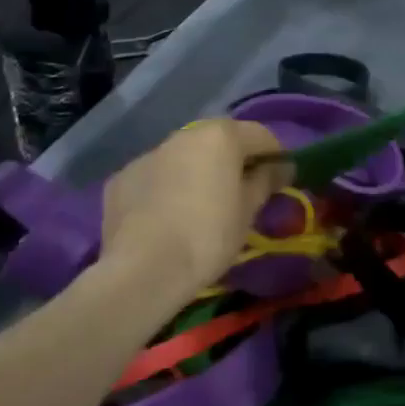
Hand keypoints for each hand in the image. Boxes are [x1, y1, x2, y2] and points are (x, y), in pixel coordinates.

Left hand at [100, 119, 290, 294]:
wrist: (143, 270)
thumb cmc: (208, 236)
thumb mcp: (248, 211)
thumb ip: (266, 181)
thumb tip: (280, 167)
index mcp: (220, 136)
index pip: (261, 135)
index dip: (276, 155)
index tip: (282, 178)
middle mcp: (184, 135)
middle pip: (219, 140)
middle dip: (234, 160)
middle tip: (244, 191)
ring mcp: (148, 155)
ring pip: (184, 157)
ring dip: (198, 171)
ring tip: (203, 205)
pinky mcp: (122, 179)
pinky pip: (155, 177)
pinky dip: (167, 188)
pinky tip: (168, 217)